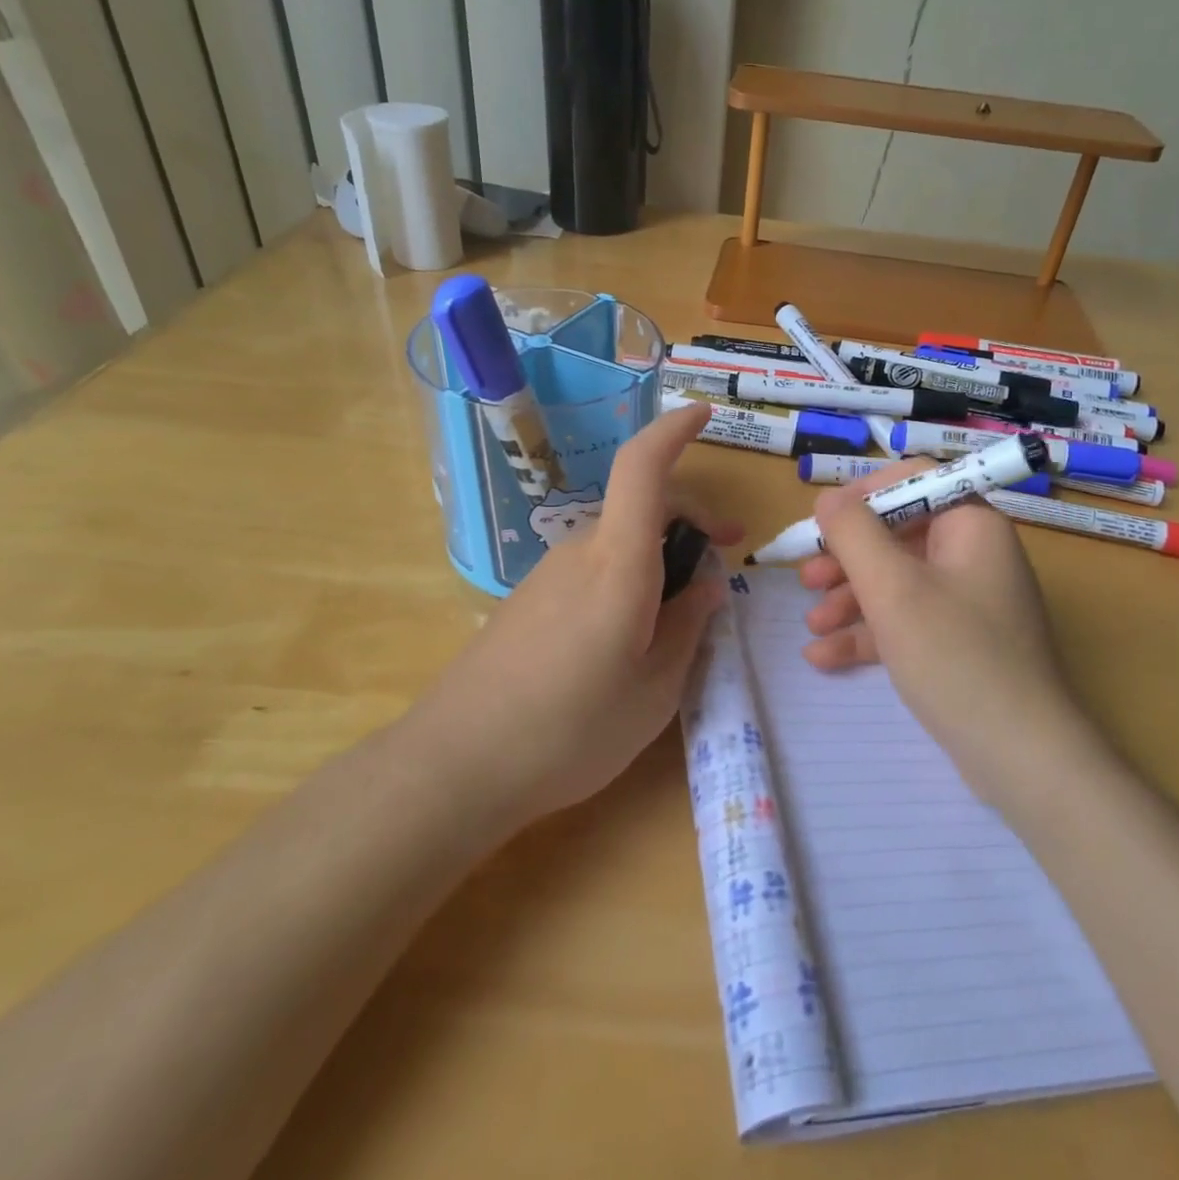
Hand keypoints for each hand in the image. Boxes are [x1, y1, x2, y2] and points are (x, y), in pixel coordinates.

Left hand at [418, 403, 739, 822]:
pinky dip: (626, 581)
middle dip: (690, 520)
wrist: (456, 765)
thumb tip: (706, 586)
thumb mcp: (655, 689)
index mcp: (618, 564)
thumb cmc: (571, 730)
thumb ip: (688, 628)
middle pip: (641, 507)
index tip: (704, 414)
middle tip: (722, 561)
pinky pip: (592, 571)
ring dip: (658, 558)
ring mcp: (548, 575)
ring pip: (619, 543)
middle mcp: (581, 554)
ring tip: (678, 621)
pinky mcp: (528, 601)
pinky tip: (627, 640)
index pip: (643, 469)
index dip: (674, 431)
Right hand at [797, 463, 1090, 808]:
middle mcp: (973, 555)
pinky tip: (823, 656)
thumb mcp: (892, 587)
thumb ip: (853, 533)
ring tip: (810, 624)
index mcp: (970, 525)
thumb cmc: (954, 655)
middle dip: (847, 557)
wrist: (1019, 754)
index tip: (822, 520)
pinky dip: (868, 633)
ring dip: (850, 598)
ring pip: (897, 582)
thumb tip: (828, 497)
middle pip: (898, 534)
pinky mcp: (958, 644)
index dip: (864, 493)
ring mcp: (967, 603)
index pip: (914, 480)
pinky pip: (906, 622)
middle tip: (806, 578)